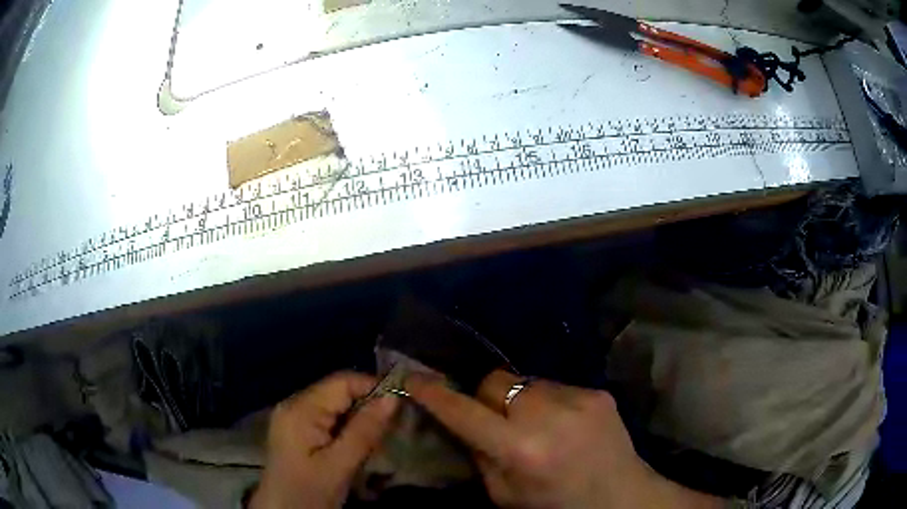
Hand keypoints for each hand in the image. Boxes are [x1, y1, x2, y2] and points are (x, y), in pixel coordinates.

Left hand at [251, 372, 399, 508]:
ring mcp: (294, 418)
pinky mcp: (298, 432)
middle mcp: (295, 405)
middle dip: (368, 406)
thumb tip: (394, 396)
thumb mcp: (340, 465)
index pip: (343, 381)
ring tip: (380, 438)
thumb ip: (365, 430)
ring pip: (336, 407)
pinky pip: (329, 420)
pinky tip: (359, 445)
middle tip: (394, 426)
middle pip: (339, 392)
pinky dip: (348, 429)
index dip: (374, 388)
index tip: (402, 405)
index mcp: (301, 408)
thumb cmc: (309, 492)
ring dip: (360, 420)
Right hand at [408, 370, 722, 508]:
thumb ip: (479, 456)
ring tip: (536, 425)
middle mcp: (548, 416)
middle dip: (486, 398)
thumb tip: (462, 421)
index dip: (434, 393)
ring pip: (525, 381)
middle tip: (495, 421)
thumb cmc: (555, 504)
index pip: (463, 412)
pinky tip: (563, 424)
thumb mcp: (504, 495)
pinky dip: (548, 402)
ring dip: (520, 400)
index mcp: (521, 450)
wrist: (620, 496)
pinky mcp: (597, 392)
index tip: (413, 377)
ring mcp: (578, 399)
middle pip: (495, 382)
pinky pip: (555, 386)